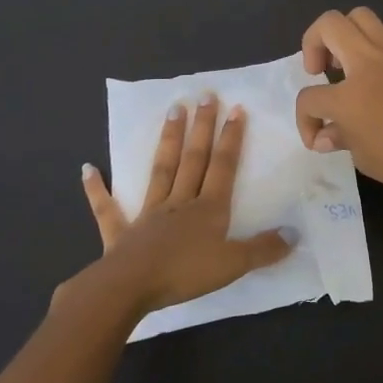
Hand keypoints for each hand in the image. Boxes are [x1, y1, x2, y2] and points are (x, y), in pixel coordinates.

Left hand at [72, 95, 292, 314]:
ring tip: (172, 110)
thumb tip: (294, 232)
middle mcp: (179, 202)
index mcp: (207, 209)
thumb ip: (263, 249)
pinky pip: (107, 209)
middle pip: (193, 159)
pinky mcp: (120, 232)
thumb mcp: (233, 264)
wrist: (131, 287)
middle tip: (204, 95)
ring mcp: (148, 214)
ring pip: (160, 171)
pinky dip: (97, 190)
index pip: (222, 167)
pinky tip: (87, 169)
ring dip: (167, 141)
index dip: (231, 138)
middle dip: (201, 127)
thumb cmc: (185, 274)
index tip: (235, 109)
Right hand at [294, 8, 382, 203]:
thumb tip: (326, 134)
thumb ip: (340, 137)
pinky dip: (380, 40)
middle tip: (320, 70)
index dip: (306, 120)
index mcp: (348, 96)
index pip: (310, 98)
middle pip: (328, 26)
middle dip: (313, 43)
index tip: (317, 136)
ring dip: (347, 35)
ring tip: (351, 61)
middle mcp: (368, 62)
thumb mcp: (365, 158)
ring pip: (361, 16)